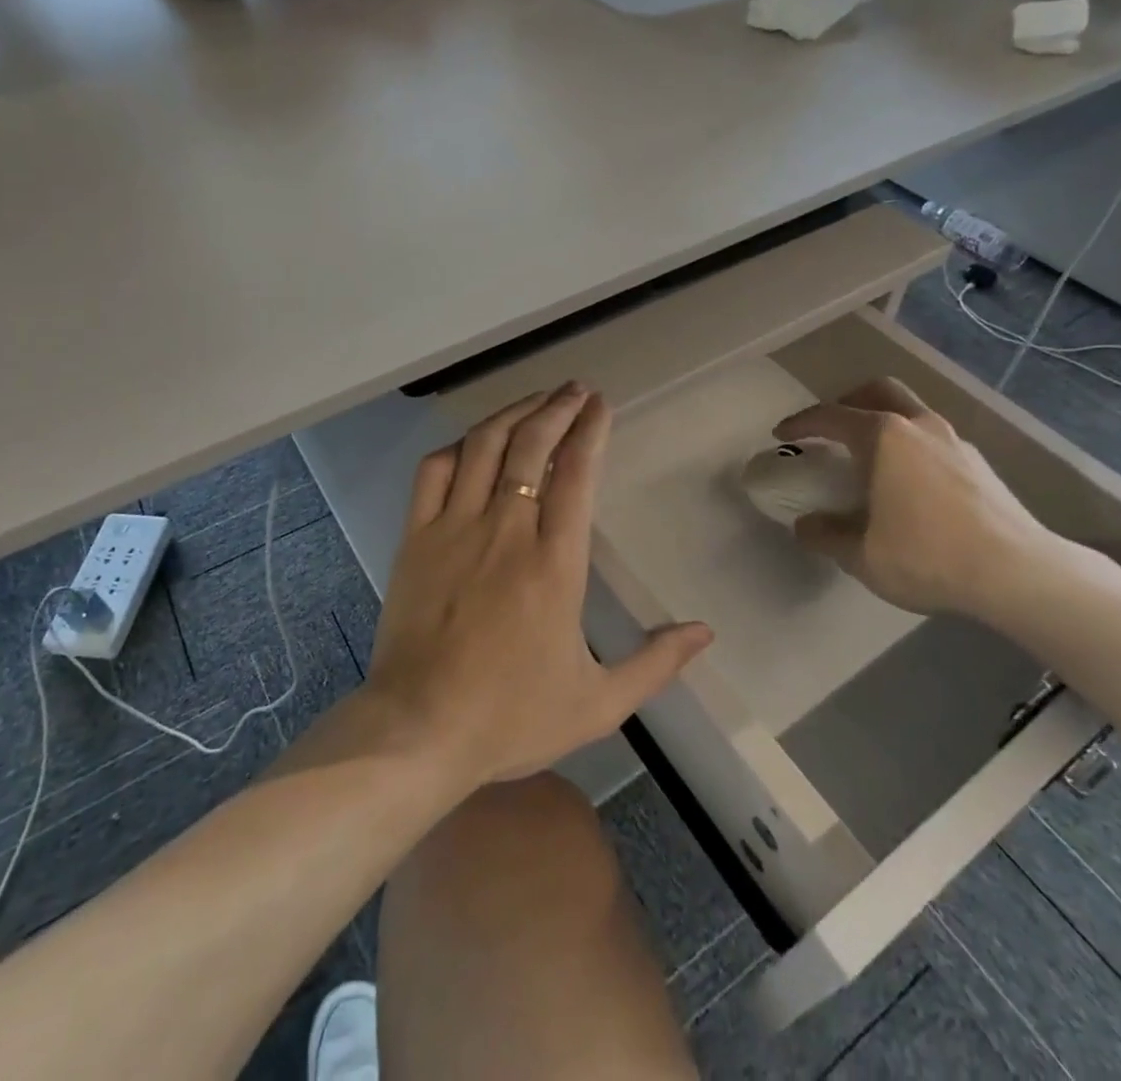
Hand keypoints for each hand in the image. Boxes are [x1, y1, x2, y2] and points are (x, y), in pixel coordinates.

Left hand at [366, 384, 713, 788]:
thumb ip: (656, 663)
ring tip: (536, 398)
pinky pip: (433, 472)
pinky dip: (457, 447)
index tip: (601, 405)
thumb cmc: (510, 717)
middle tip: (576, 389)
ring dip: (513, 414)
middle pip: (531, 445)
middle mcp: (505, 531)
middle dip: (557, 408)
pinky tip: (474, 441)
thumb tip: (705, 632)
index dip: (590, 431)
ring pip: (484, 447)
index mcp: (554, 564)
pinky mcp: (415, 538)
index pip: (576, 474)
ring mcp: (454, 529)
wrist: (418, 731)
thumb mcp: (598, 704)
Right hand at [774, 377, 1064, 619]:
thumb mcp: (861, 555)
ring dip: (885, 422)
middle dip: (849, 401)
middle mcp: (919, 426)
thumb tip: (806, 525)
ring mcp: (955, 441)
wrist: (1017, 573)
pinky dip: (912, 446)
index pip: (831, 416)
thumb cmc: (927, 556)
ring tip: (871, 457)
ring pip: (912, 412)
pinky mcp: (980, 464)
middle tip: (832, 427)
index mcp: (884, 437)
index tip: (781, 434)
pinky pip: (934, 439)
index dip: (801, 422)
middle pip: (879, 391)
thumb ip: (826, 535)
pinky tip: (910, 483)